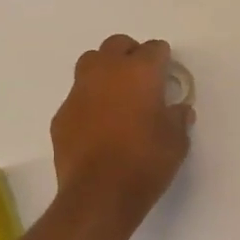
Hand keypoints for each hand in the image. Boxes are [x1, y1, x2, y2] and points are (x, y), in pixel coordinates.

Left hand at [51, 35, 193, 225]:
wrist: (98, 194)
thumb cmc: (145, 163)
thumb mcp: (176, 142)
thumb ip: (177, 118)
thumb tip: (178, 110)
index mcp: (140, 72)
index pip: (155, 48)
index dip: (163, 60)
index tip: (167, 77)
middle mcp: (107, 72)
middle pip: (117, 45)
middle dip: (131, 55)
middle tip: (142, 78)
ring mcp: (79, 91)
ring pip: (90, 62)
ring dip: (105, 71)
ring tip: (116, 95)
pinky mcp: (62, 114)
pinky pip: (77, 96)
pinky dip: (89, 101)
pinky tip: (97, 125)